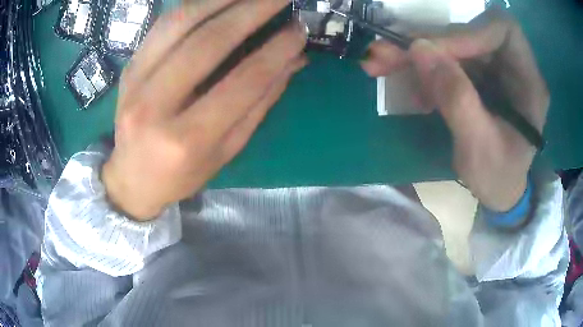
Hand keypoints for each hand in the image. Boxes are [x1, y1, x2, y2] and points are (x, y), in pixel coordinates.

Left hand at [102, 0, 306, 219]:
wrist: (131, 179)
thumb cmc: (181, 174)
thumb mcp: (225, 152)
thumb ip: (258, 104)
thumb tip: (293, 61)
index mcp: (187, 139)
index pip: (242, 82)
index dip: (276, 51)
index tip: (299, 30)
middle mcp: (155, 107)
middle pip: (208, 43)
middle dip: (252, 12)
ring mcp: (135, 83)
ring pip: (180, 24)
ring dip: (221, 0)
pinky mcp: (128, 68)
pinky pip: (162, 26)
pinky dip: (193, 6)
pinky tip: (217, 0)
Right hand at [361, 8, 548, 211]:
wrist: (499, 191)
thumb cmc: (498, 178)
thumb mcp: (479, 149)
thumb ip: (457, 99)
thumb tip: (419, 49)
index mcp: (529, 82)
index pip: (502, 30)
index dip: (467, 33)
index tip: (432, 52)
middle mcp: (513, 65)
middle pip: (471, 32)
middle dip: (430, 42)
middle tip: (386, 55)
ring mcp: (494, 68)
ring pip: (454, 43)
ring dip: (418, 53)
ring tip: (383, 65)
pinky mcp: (479, 75)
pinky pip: (448, 59)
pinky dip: (424, 67)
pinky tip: (411, 86)